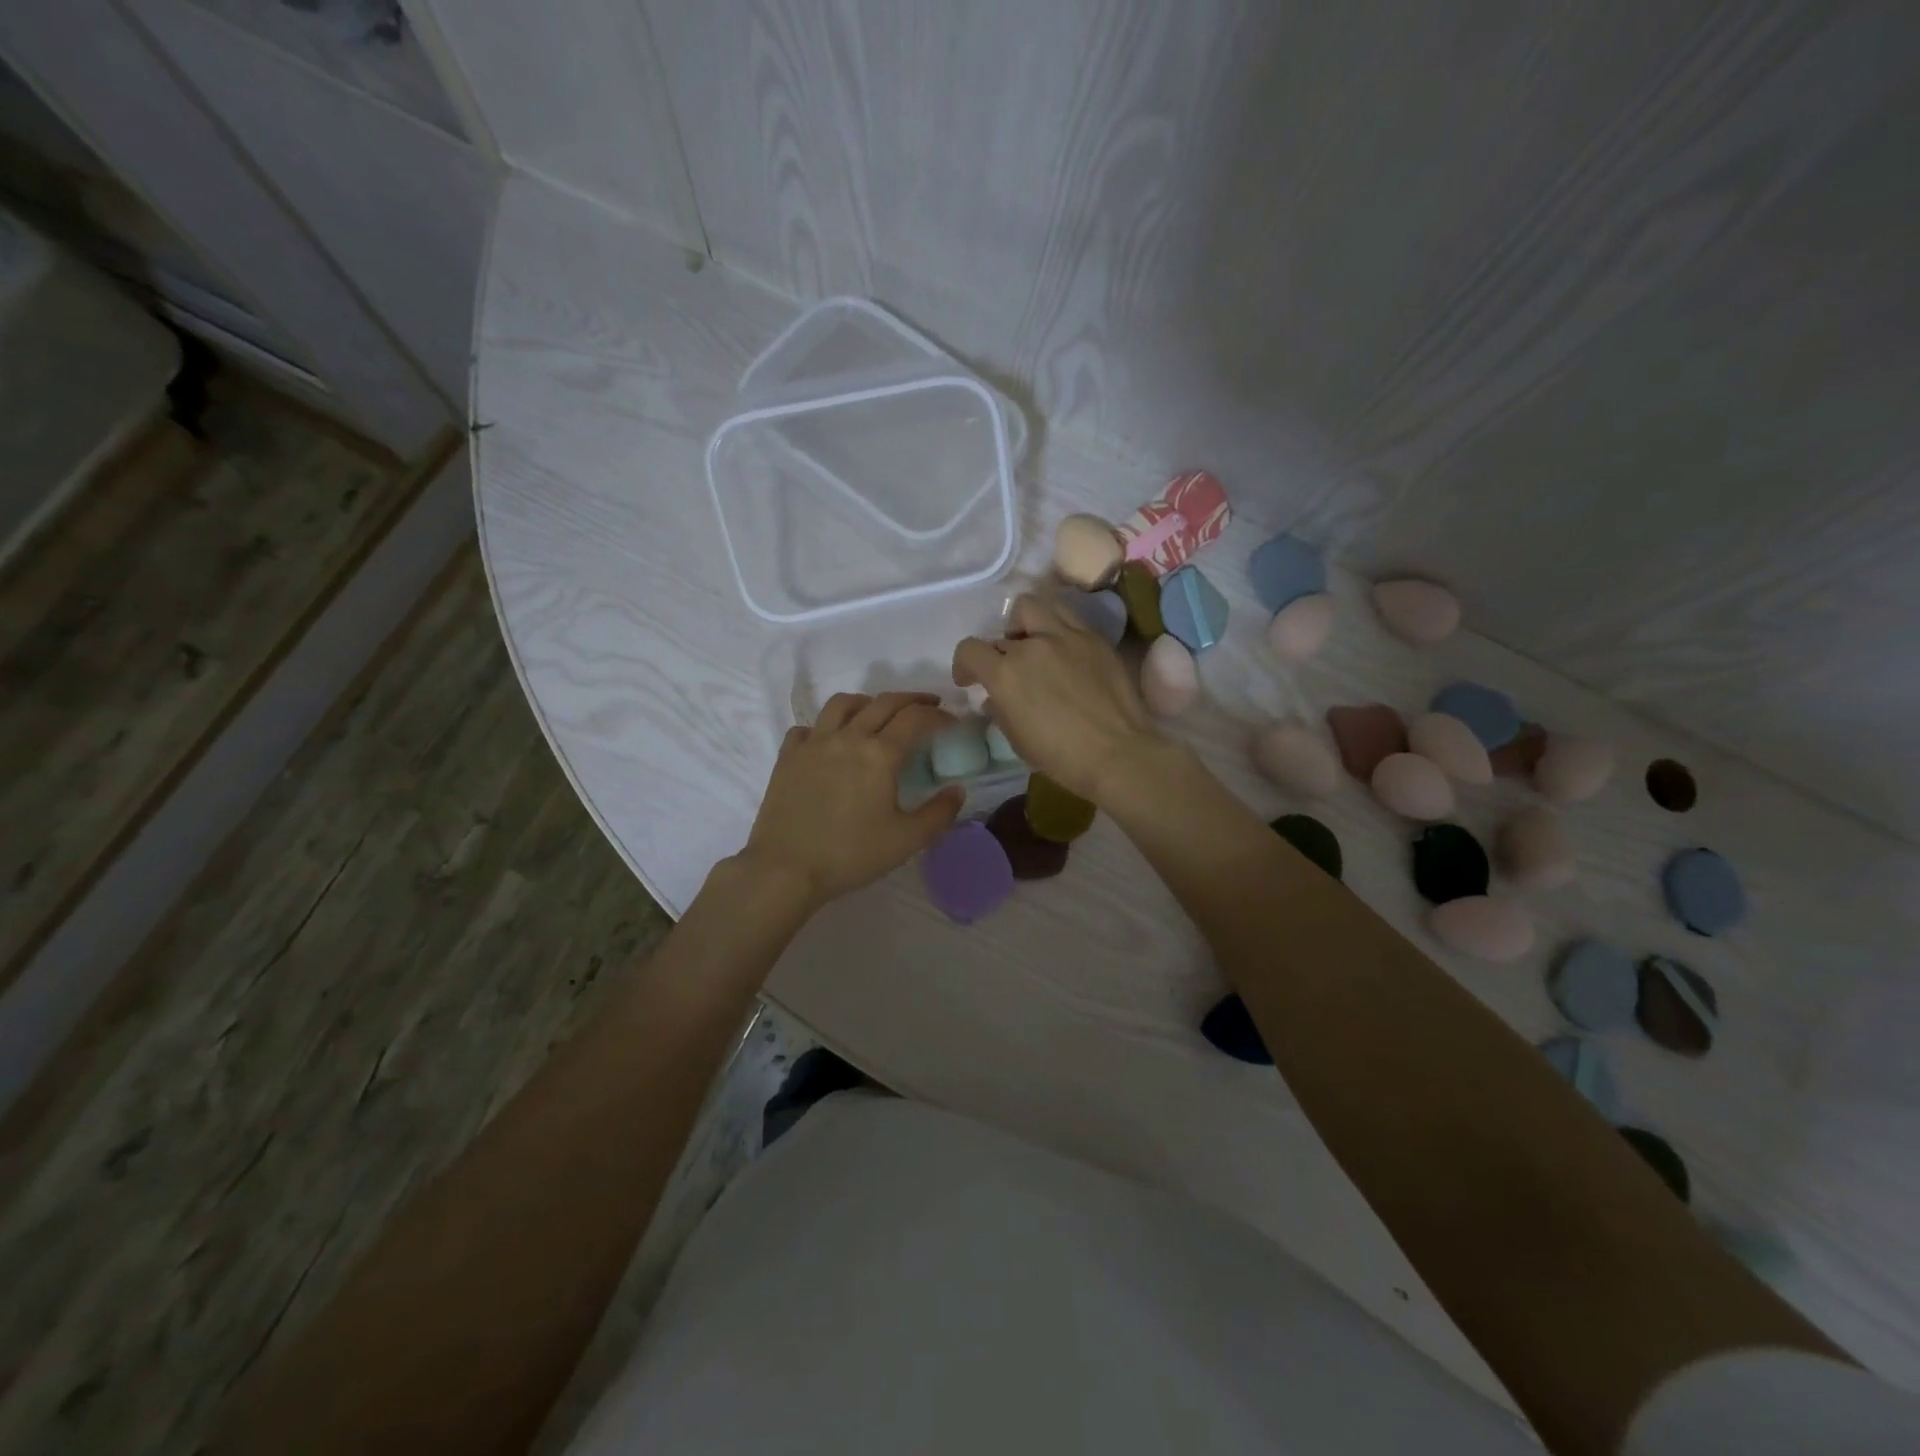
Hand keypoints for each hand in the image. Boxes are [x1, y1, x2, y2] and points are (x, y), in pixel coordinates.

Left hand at [736, 691, 963, 913]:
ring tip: (878, 712)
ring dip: (868, 702)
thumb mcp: (907, 840)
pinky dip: (825, 727)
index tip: (952, 721)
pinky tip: (830, 740)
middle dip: (912, 699)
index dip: (939, 715)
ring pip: (843, 704)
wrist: (786, 868)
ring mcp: (814, 743)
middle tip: (928, 705)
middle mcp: (848, 737)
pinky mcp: (788, 756)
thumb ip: (939, 813)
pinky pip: (808, 727)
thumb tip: (958, 790)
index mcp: (880, 754)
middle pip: (884, 702)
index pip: (916, 719)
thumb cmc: (851, 854)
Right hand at [953, 594, 1164, 803]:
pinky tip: (1064, 651)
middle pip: (1002, 630)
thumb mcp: (1017, 740)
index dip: (964, 664)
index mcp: (1006, 674)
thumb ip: (1000, 710)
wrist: (1118, 754)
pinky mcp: (1094, 638)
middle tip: (1008, 667)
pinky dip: (1056, 628)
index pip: (970, 649)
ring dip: (1025, 623)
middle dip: (999, 649)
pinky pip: (1067, 617)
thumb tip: (995, 698)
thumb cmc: (1061, 757)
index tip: (970, 680)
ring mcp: (1066, 636)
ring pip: (1033, 605)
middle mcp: (1032, 645)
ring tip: (1034, 643)